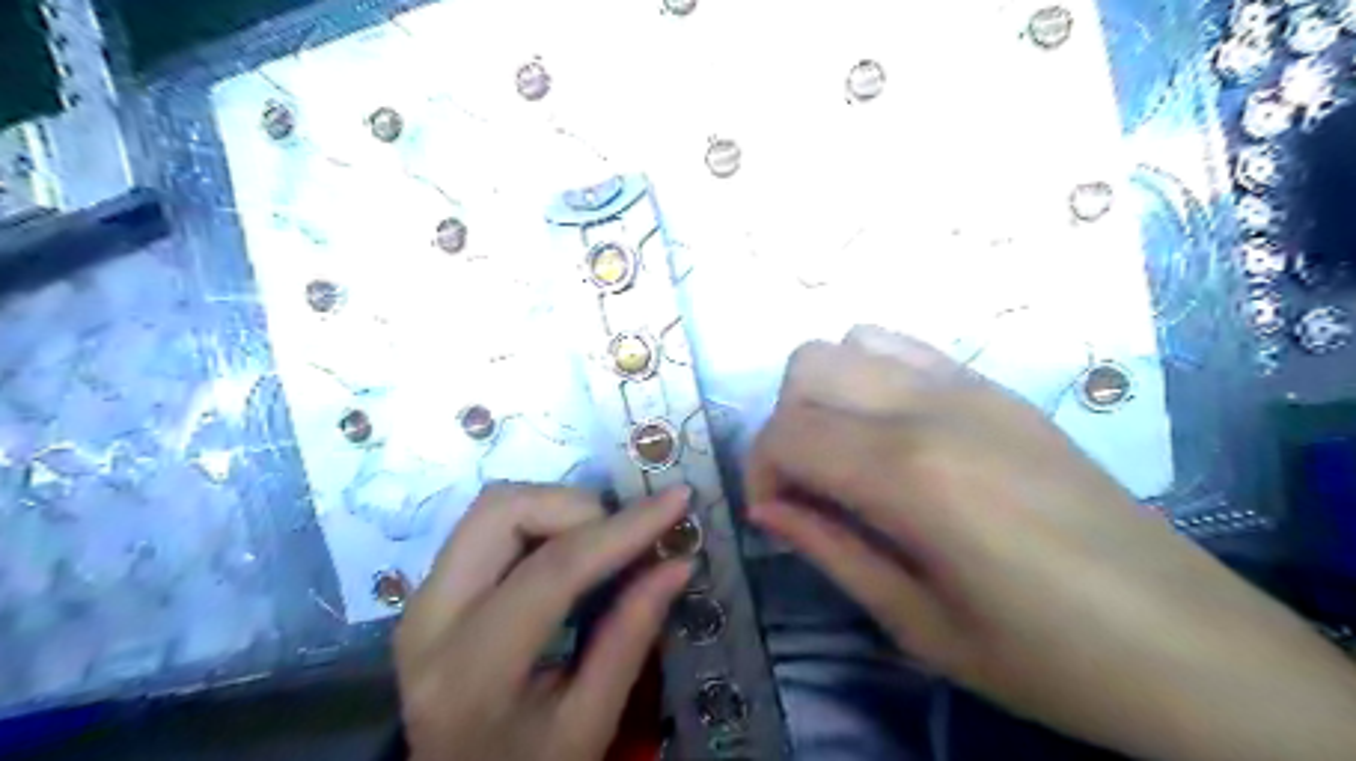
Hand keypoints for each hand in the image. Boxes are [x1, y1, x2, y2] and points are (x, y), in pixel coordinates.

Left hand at [392, 486, 690, 760]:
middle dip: (578, 507)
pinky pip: (487, 524)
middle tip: (625, 537)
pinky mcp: (430, 589)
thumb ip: (630, 639)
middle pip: (503, 511)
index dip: (622, 529)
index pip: (553, 570)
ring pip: (493, 507)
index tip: (676, 501)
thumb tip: (678, 564)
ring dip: (557, 508)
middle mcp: (430, 618)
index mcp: (472, 670)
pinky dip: (539, 520)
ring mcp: (421, 598)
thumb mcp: (587, 726)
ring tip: (602, 543)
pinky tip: (570, 549)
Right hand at [742, 325, 1354, 760]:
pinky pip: (906, 347)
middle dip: (784, 424)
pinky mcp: (999, 388)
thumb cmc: (1046, 657)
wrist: (1188, 645)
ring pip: (852, 341)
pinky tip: (892, 431)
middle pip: (808, 366)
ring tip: (846, 454)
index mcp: (910, 474)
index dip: (760, 472)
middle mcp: (933, 407)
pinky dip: (872, 374)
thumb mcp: (916, 624)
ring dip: (826, 392)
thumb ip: (828, 550)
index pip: (786, 432)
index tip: (777, 517)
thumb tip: (767, 509)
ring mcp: (971, 386)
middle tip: (808, 487)